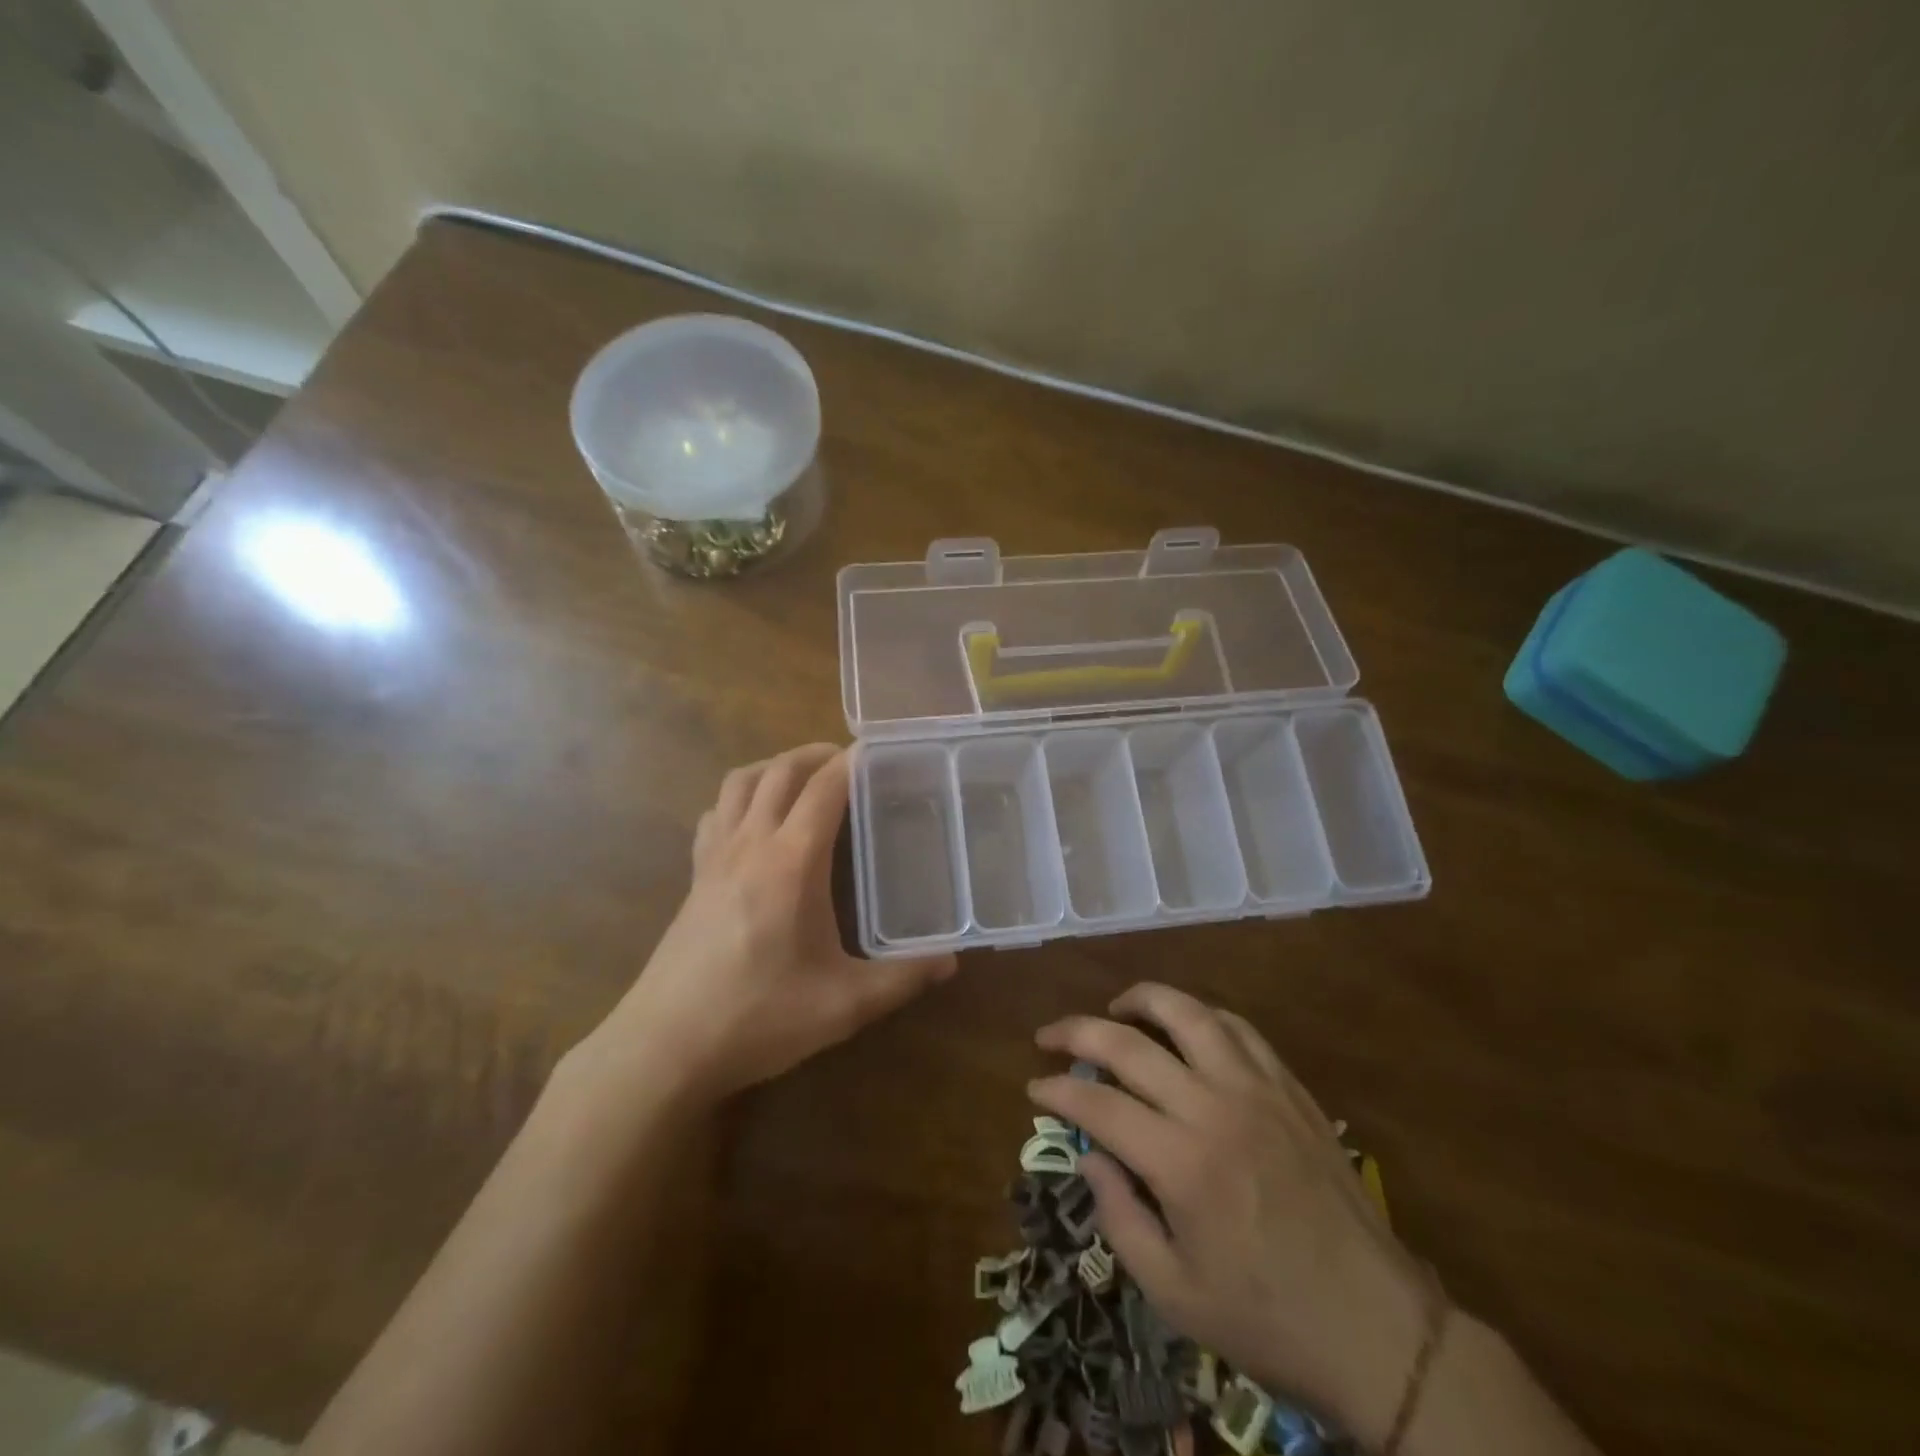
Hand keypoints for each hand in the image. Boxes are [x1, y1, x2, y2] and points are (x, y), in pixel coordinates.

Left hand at [586, 743, 956, 1103]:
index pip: (824, 788)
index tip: (879, 749)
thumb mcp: (843, 1005)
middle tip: (848, 760)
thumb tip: (951, 962)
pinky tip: (754, 823)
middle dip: (815, 754)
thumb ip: (902, 978)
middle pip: (779, 771)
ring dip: (773, 767)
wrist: (665, 1046)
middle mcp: (750, 844)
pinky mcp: (694, 877)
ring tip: (803, 778)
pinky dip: (739, 799)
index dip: (852, 761)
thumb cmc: (758, 1017)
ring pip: (739, 783)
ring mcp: (714, 857)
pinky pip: (716, 813)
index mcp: (791, 861)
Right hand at [1029, 983, 1430, 1446]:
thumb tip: (1089, 1158)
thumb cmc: (1267, 1320)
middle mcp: (1214, 1108)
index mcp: (1182, 1163)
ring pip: (1189, 1014)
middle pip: (1129, 1044)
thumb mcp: (1175, 1294)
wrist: (1378, 1329)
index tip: (1034, 1088)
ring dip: (1142, 1000)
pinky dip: (1201, 1015)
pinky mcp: (1289, 1088)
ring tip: (1114, 1008)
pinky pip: (1238, 1028)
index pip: (1099, 1105)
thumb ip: (1119, 1218)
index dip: (1057, 1091)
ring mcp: (1257, 1090)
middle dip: (1077, 1032)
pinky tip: (1184, 1026)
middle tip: (1049, 1035)